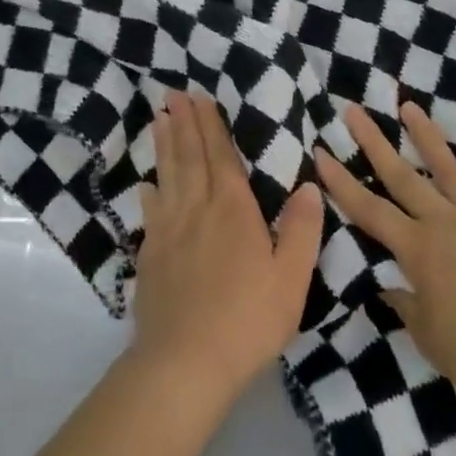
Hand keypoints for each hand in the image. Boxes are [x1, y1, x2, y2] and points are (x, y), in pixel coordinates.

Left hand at [131, 91, 324, 404]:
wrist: (185, 363)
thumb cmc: (247, 320)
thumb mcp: (291, 279)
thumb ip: (302, 229)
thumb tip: (309, 184)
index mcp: (233, 208)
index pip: (220, 154)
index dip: (210, 124)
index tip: (199, 97)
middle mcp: (197, 207)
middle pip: (189, 155)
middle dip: (184, 121)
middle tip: (173, 93)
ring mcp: (169, 229)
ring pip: (167, 174)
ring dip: (164, 143)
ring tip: (159, 117)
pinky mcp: (150, 254)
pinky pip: (150, 210)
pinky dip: (149, 190)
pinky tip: (146, 183)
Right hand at [314, 101, 455, 418]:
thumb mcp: (430, 339)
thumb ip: (405, 304)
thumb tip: (388, 284)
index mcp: (419, 250)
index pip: (369, 210)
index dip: (341, 181)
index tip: (320, 150)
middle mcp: (447, 223)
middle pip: (403, 176)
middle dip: (374, 142)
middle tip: (354, 110)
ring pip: (451, 169)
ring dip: (428, 136)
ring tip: (409, 106)